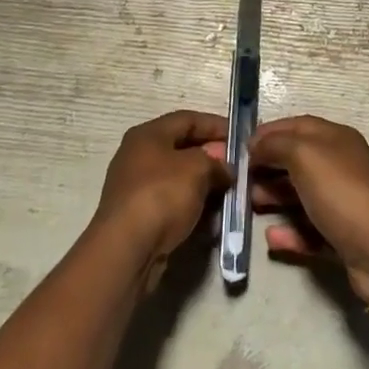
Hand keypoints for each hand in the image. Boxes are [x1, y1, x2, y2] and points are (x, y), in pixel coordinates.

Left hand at [91, 110, 231, 287]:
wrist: (127, 250)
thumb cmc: (162, 195)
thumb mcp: (197, 169)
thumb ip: (216, 161)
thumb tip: (224, 167)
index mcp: (148, 135)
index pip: (188, 119)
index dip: (216, 125)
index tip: (241, 138)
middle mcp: (138, 156)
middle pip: (183, 149)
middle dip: (213, 158)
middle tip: (239, 168)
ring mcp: (136, 188)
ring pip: (180, 179)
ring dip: (205, 185)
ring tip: (230, 194)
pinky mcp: (139, 216)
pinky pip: (173, 203)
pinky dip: (193, 206)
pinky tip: (212, 218)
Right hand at [248, 115, 368, 304]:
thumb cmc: (341, 192)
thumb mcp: (304, 155)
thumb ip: (276, 145)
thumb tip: (256, 145)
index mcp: (335, 138)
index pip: (296, 126)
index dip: (268, 132)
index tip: (238, 146)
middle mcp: (340, 165)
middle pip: (297, 161)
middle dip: (267, 167)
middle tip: (238, 179)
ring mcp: (342, 202)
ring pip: (301, 196)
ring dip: (273, 198)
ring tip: (248, 206)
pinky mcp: (342, 236)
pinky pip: (309, 230)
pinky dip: (290, 233)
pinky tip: (271, 238)